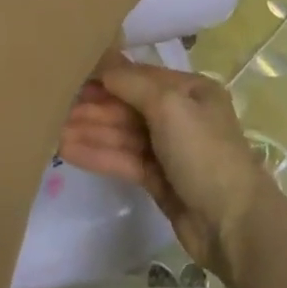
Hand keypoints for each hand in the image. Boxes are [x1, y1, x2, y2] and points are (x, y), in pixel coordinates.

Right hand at [58, 51, 277, 279]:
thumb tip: (104, 64)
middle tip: (55, 105)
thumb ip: (133, 83)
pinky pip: (124, 159)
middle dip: (95, 106)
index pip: (142, 77)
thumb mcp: (170, 105)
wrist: (232, 223)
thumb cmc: (203, 151)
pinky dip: (99, 154)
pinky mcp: (159, 180)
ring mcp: (169, 150)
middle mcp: (180, 115)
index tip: (74, 75)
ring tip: (54, 129)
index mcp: (190, 90)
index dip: (108, 76)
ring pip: (124, 134)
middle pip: (130, 106)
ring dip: (91, 130)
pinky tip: (69, 150)